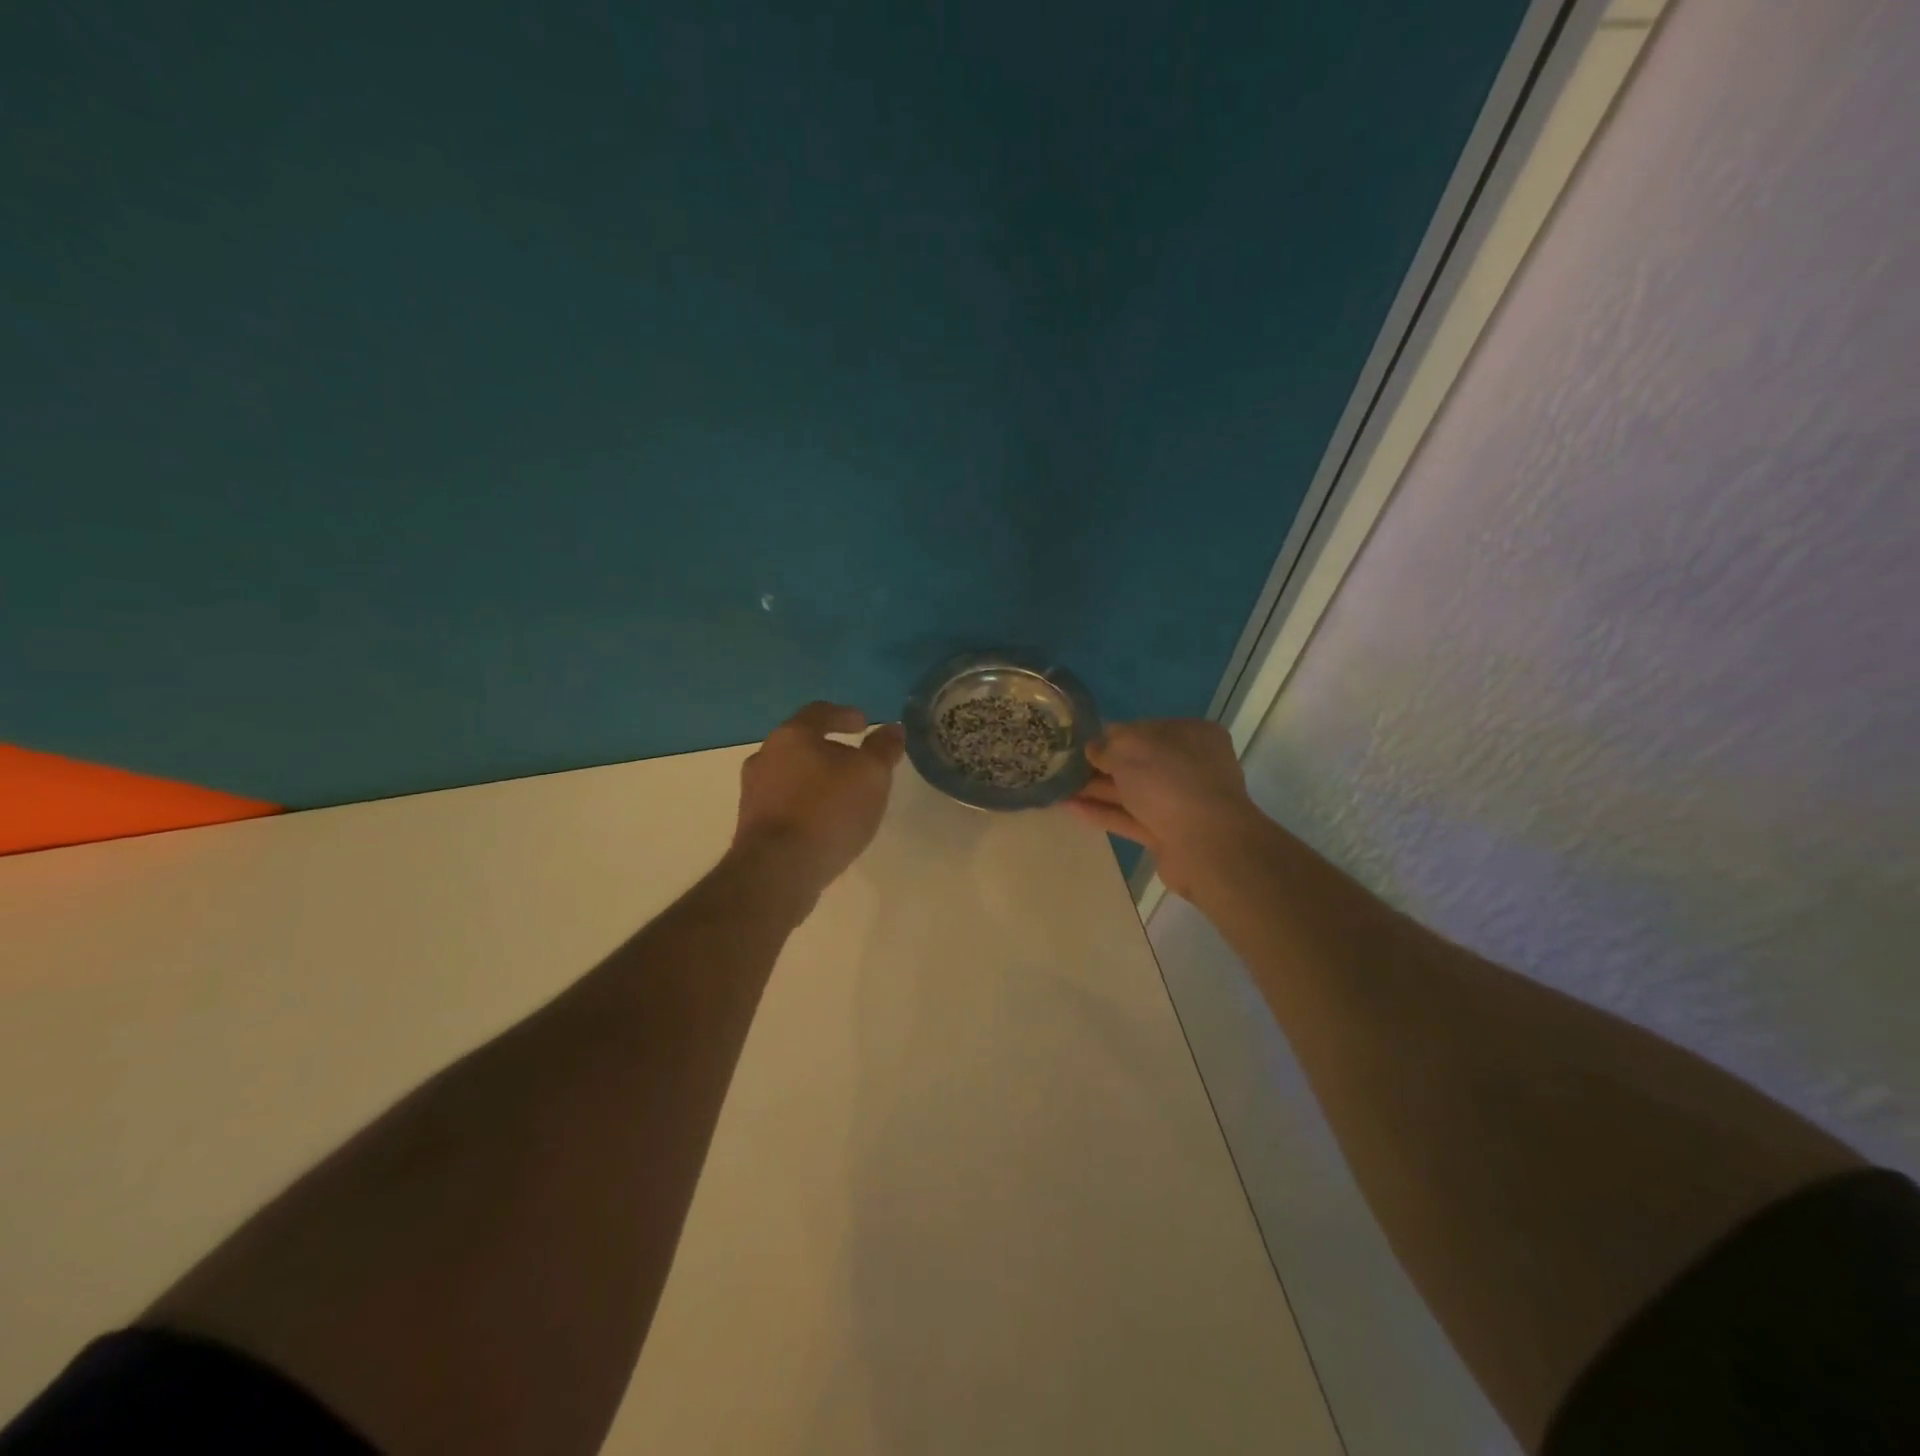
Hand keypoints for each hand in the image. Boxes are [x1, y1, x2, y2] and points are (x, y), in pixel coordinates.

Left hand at [732, 702, 904, 898]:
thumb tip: (893, 729)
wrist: (777, 871)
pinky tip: (824, 822)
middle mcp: (765, 756)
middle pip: (802, 743)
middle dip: (831, 750)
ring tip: (843, 796)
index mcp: (791, 736)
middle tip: (857, 762)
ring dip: (816, 779)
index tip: (864, 724)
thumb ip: (883, 749)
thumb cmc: (827, 811)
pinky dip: (806, 804)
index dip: (844, 715)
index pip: (819, 712)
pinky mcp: (752, 825)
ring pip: (791, 774)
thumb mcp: (870, 775)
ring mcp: (754, 792)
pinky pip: (784, 803)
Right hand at [1067, 719, 1263, 899]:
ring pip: (1132, 792)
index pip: (1145, 729)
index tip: (1081, 743)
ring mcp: (1181, 802)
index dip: (1112, 735)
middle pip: (1138, 762)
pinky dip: (1103, 813)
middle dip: (1101, 765)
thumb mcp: (1130, 750)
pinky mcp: (1168, 833)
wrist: (1207, 846)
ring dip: (1097, 790)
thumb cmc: (1170, 782)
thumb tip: (1093, 748)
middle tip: (1064, 767)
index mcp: (1192, 735)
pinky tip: (1072, 808)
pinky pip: (1130, 818)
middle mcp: (1190, 766)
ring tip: (1059, 788)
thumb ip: (1106, 746)